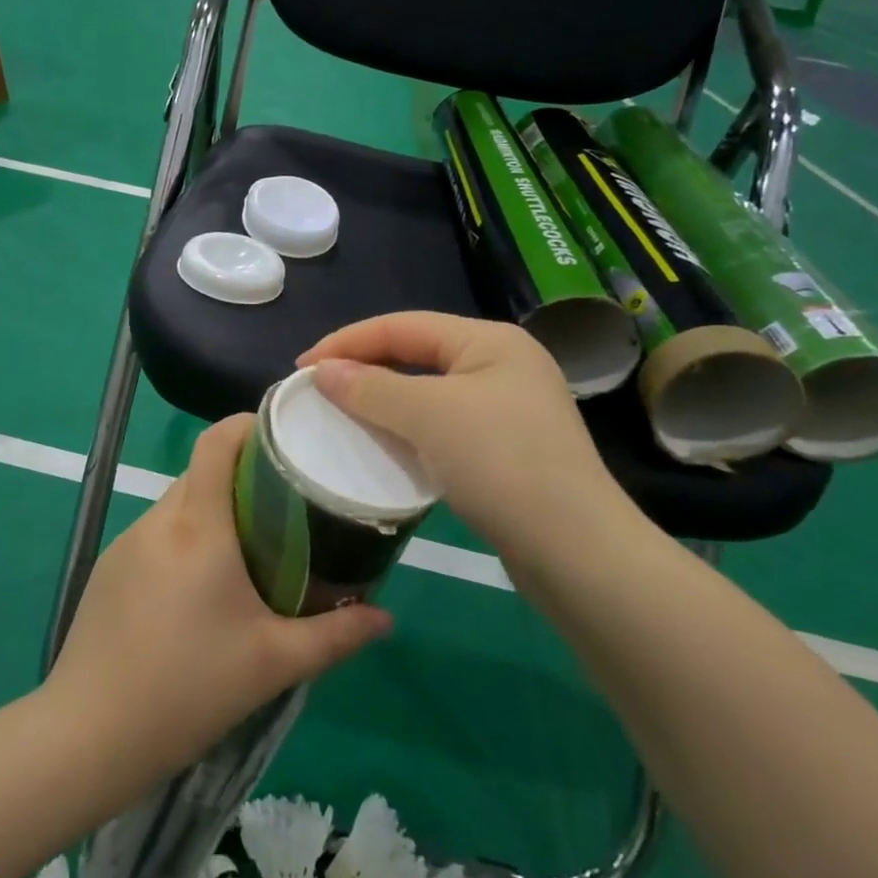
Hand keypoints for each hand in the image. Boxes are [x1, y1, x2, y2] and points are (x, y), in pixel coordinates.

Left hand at [45, 415, 392, 781]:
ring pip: (178, 503)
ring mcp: (126, 542)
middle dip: (242, 474)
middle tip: (285, 503)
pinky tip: (201, 587)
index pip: (216, 442)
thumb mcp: (273, 663)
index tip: (285, 435)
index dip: (248, 424)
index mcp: (197, 527)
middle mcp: (158, 521)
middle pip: (201, 471)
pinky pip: (156, 533)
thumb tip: (384, 618)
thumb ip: (335, 636)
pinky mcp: (108, 567)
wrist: (88, 735)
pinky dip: (185, 538)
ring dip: (213, 510)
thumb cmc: (188, 689)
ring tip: (249, 546)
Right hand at [298, 312, 632, 563]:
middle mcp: (502, 365)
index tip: (301, 367)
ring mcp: (508, 409)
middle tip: (318, 388)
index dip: (347, 341)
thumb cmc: (501, 463)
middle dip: (365, 368)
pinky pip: (442, 425)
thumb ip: (370, 387)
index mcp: (490, 341)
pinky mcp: (506, 449)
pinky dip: (407, 429)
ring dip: (383, 400)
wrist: (576, 552)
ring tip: (343, 413)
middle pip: (416, 354)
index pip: (402, 326)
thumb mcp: (428, 416)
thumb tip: (322, 372)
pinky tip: (385, 445)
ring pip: (428, 392)